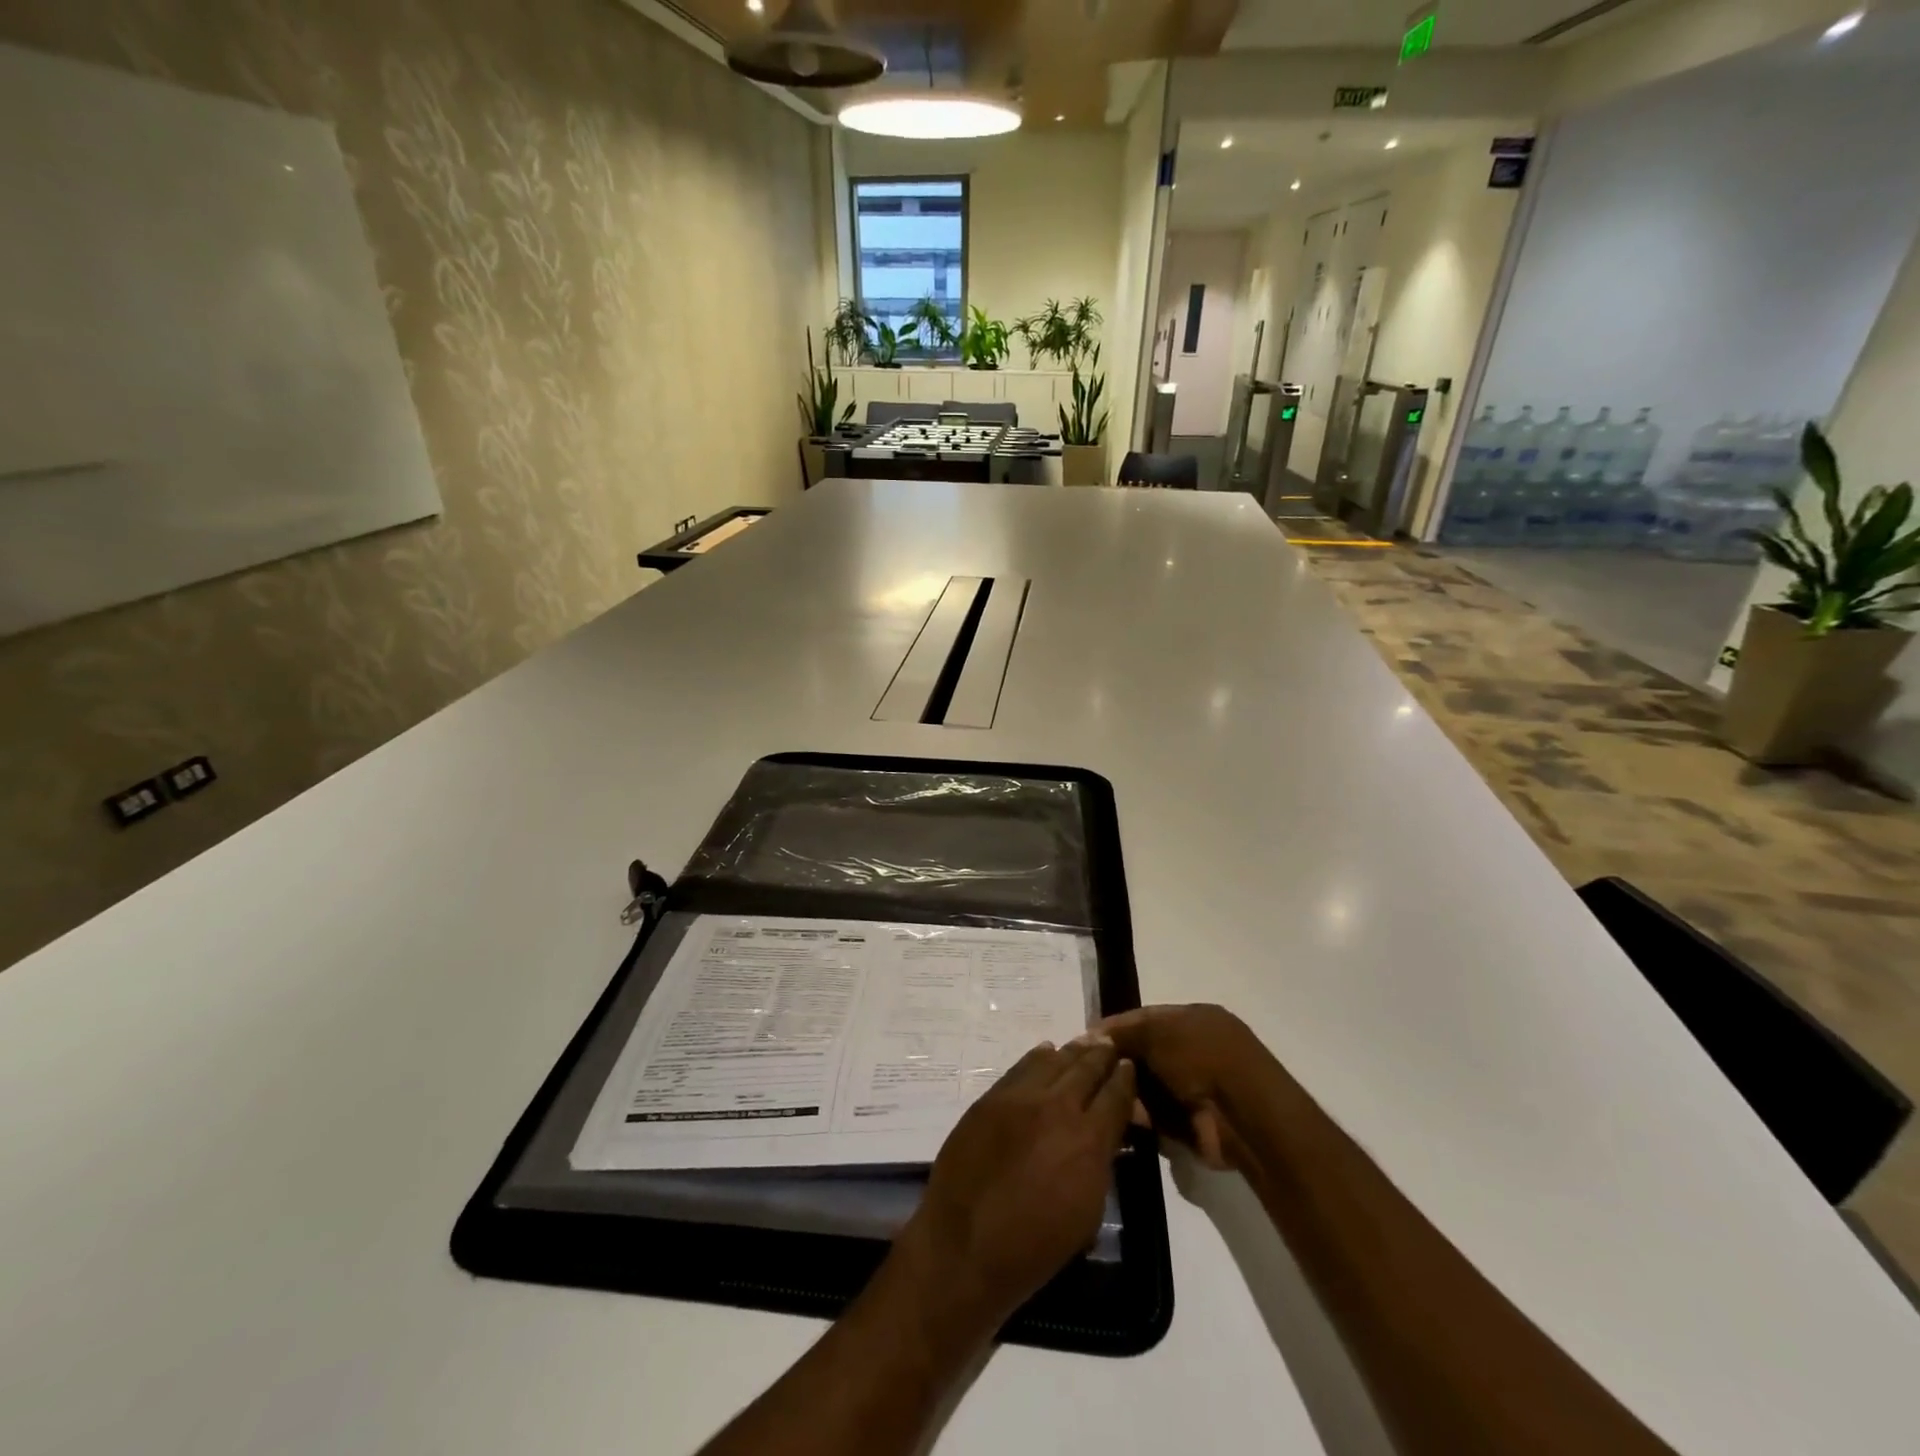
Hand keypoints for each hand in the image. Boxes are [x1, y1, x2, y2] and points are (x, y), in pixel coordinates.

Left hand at [891, 1039, 1135, 1343]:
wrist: (964, 1246)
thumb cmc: (1035, 1247)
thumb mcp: (1088, 1213)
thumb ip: (1101, 1162)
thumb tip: (1105, 1135)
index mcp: (1089, 1140)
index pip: (1116, 1095)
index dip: (1125, 1078)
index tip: (1129, 1067)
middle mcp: (1058, 1107)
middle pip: (1086, 1068)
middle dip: (1101, 1055)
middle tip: (1109, 1044)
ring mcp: (1020, 1098)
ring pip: (1054, 1061)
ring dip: (1072, 1052)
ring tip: (1084, 1044)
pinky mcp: (990, 1098)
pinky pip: (1021, 1068)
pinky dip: (1038, 1058)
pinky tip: (1045, 1052)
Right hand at [1096, 1004, 1280, 1170]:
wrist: (1243, 1116)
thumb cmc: (1202, 1057)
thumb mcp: (1158, 1031)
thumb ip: (1125, 1032)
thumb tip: (1093, 1036)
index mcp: (1196, 1019)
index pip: (1146, 1018)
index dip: (1115, 1027)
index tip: (1085, 1040)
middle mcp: (1197, 1049)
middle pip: (1146, 1052)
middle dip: (1119, 1061)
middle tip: (1087, 1070)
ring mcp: (1197, 1088)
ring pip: (1148, 1085)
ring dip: (1126, 1090)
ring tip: (1097, 1094)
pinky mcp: (1193, 1123)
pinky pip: (1156, 1115)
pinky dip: (1138, 1116)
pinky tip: (1116, 1115)